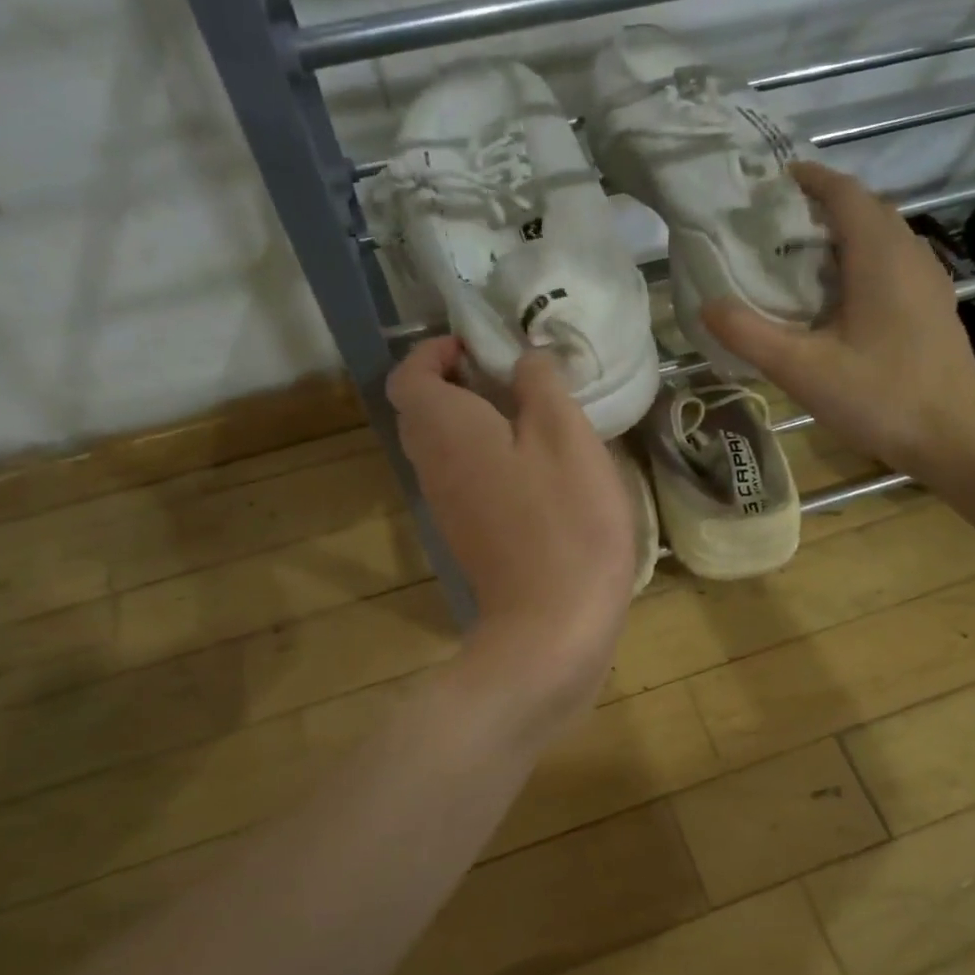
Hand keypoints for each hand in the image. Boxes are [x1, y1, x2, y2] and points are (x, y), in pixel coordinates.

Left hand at [388, 337, 634, 718]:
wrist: (552, 626)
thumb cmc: (564, 522)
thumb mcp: (565, 436)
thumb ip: (540, 384)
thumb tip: (523, 361)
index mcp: (445, 429)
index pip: (409, 375)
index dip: (436, 351)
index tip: (481, 348)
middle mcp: (432, 465)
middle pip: (423, 411)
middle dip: (458, 384)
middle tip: (514, 379)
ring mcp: (446, 507)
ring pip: (444, 448)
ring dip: (475, 423)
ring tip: (533, 420)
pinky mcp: (468, 537)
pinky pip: (464, 479)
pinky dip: (487, 460)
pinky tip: (537, 470)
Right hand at [703, 162, 974, 485]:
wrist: (954, 437)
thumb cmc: (880, 397)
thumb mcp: (803, 370)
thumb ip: (750, 335)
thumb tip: (707, 305)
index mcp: (879, 255)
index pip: (844, 193)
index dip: (809, 180)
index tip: (773, 182)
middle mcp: (909, 254)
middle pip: (865, 210)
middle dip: (821, 207)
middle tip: (775, 226)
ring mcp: (928, 280)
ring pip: (882, 238)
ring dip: (842, 236)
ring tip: (799, 260)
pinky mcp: (933, 307)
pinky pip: (893, 264)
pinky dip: (860, 263)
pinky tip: (838, 300)